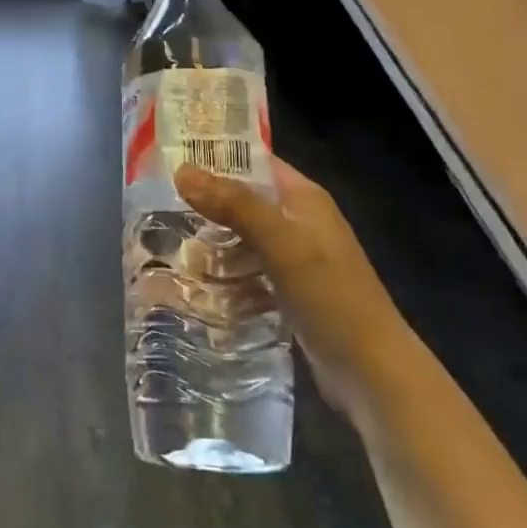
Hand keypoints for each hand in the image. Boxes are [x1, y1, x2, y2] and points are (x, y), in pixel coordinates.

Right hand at [175, 156, 411, 416]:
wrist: (372, 372)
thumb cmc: (331, 296)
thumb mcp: (282, 243)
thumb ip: (235, 205)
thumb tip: (181, 169)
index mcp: (304, 199)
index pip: (254, 160)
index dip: (216, 154)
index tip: (169, 155)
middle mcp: (298, 222)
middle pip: (243, 200)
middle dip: (203, 203)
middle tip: (154, 203)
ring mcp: (293, 259)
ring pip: (240, 237)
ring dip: (209, 241)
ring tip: (162, 242)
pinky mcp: (286, 291)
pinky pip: (245, 271)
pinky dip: (222, 273)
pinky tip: (191, 282)